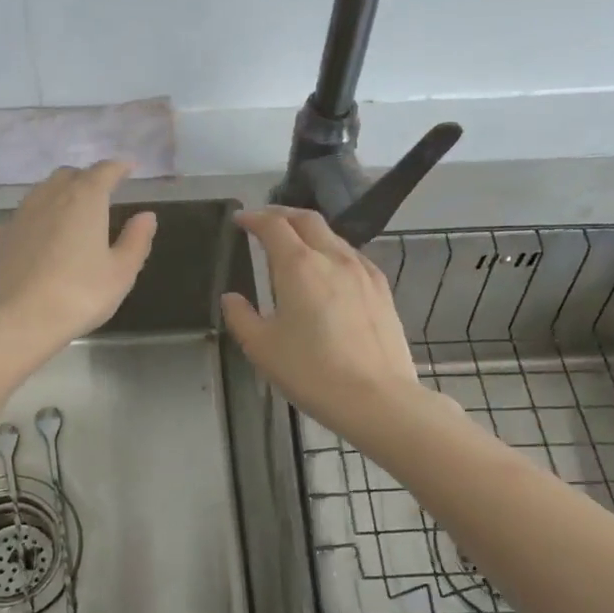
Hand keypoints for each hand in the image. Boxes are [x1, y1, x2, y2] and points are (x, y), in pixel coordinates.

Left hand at [0, 161, 157, 356]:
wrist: (15, 320)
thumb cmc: (78, 295)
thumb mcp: (120, 273)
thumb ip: (136, 240)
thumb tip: (146, 216)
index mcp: (84, 199)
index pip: (104, 171)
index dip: (118, 167)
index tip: (129, 168)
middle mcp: (48, 197)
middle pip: (68, 176)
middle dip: (86, 179)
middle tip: (99, 194)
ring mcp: (18, 216)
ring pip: (40, 193)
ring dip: (58, 196)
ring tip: (69, 214)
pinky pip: (20, 220)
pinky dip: (34, 222)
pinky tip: (36, 241)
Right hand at [221, 207, 441, 437]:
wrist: (376, 398)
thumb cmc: (311, 372)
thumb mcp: (262, 348)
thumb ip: (241, 317)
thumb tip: (231, 298)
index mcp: (298, 266)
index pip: (273, 226)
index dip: (253, 218)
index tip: (239, 220)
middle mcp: (333, 258)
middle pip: (307, 220)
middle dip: (282, 214)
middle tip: (264, 222)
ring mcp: (362, 271)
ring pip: (333, 236)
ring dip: (309, 232)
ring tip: (294, 245)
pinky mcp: (382, 289)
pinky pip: (352, 256)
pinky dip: (332, 251)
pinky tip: (329, 270)